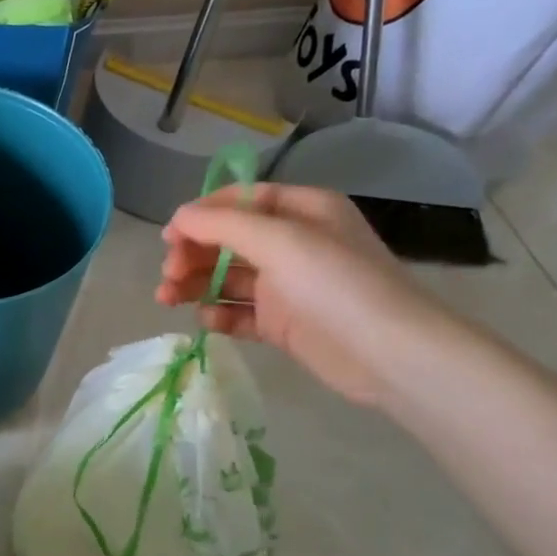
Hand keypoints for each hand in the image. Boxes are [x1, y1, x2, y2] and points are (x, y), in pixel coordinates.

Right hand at [156, 184, 452, 406]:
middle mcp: (293, 243)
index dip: (201, 215)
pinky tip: (206, 319)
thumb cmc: (335, 283)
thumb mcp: (278, 240)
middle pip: (228, 240)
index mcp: (301, 211)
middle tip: (169, 274)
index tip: (169, 237)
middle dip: (193, 254)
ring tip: (167, 299)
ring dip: (194, 284)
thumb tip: (178, 218)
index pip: (239, 201)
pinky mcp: (283, 323)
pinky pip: (240, 312)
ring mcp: (288, 286)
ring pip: (227, 278)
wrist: (390, 355)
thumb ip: (221, 224)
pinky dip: (219, 314)